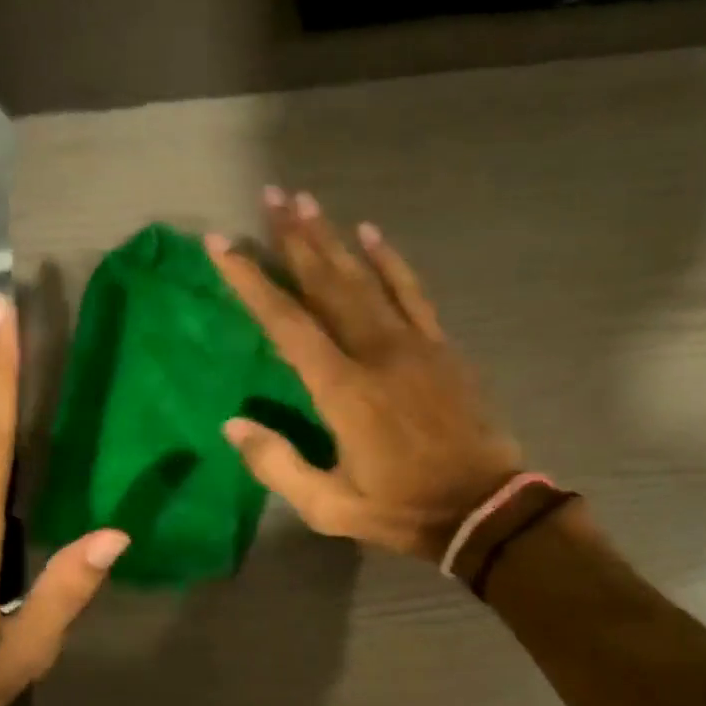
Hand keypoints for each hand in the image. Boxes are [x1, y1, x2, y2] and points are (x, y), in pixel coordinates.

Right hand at [207, 188, 521, 561]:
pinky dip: (391, 261)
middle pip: (326, 284)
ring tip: (307, 202)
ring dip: (333, 239)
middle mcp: (375, 353)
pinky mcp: (442, 348)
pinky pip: (413, 292)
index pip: (286, 324)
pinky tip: (372, 233)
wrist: (483, 509)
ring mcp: (414, 345)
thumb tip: (233, 425)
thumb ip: (278, 465)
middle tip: (270, 195)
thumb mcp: (330, 507)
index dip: (251, 282)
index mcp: (342, 390)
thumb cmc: (403, 510)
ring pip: (366, 279)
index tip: (222, 245)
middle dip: (295, 239)